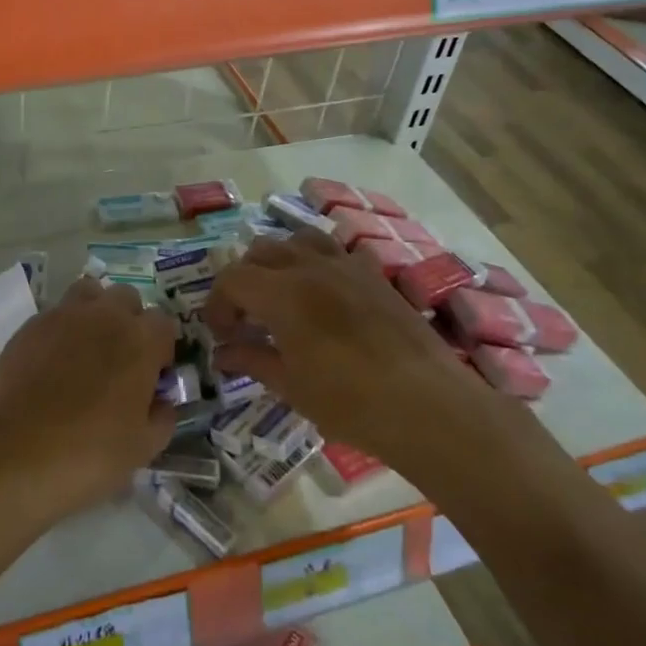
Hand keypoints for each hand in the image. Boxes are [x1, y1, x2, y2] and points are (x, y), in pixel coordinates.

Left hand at [0, 275, 178, 529]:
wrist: (17, 455)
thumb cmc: (90, 453)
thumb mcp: (144, 447)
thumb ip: (163, 417)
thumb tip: (162, 402)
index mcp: (140, 340)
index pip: (163, 323)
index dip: (161, 348)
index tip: (152, 375)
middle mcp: (105, 316)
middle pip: (127, 298)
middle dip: (129, 320)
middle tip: (121, 358)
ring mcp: (63, 316)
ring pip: (88, 293)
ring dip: (95, 311)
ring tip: (87, 347)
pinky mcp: (30, 326)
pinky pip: (54, 315)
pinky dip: (61, 330)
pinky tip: (53, 363)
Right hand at [203, 228, 498, 480]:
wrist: (428, 405)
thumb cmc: (350, 403)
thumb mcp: (291, 386)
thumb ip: (252, 360)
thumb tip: (221, 353)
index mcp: (283, 293)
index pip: (232, 279)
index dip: (217, 304)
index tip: (220, 334)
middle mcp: (311, 266)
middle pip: (261, 251)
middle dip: (244, 280)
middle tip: (246, 317)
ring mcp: (346, 265)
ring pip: (298, 239)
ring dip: (279, 261)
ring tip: (281, 295)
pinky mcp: (374, 274)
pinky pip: (335, 251)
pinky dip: (316, 262)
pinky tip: (323, 296)